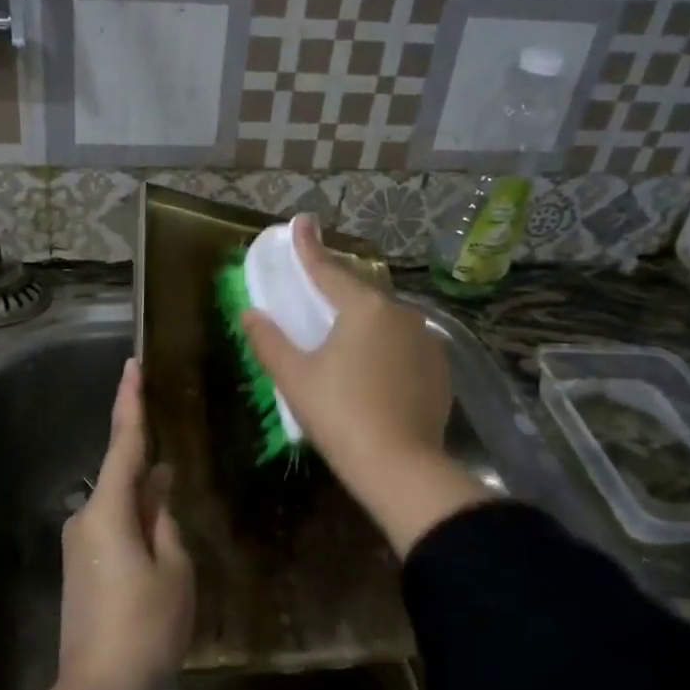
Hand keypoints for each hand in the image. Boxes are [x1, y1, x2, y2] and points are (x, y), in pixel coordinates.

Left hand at [58, 359, 194, 689]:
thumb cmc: (145, 627)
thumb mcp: (174, 570)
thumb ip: (165, 522)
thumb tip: (159, 491)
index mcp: (107, 511)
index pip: (123, 443)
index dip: (130, 402)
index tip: (133, 366)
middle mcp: (85, 518)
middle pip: (121, 475)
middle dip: (149, 462)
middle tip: (176, 447)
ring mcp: (78, 545)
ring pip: (119, 505)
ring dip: (146, 499)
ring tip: (177, 499)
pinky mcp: (80, 568)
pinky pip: (113, 528)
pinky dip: (136, 521)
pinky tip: (160, 534)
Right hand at [241, 215, 451, 488]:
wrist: (401, 467)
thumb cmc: (340, 415)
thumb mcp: (295, 378)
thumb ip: (270, 341)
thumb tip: (250, 313)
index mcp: (365, 308)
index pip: (328, 270)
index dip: (309, 247)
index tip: (301, 222)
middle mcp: (401, 314)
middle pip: (361, 292)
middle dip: (338, 285)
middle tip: (318, 283)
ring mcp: (427, 341)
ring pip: (386, 319)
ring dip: (364, 319)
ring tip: (344, 333)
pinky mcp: (440, 369)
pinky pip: (405, 344)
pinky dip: (385, 346)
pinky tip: (374, 366)